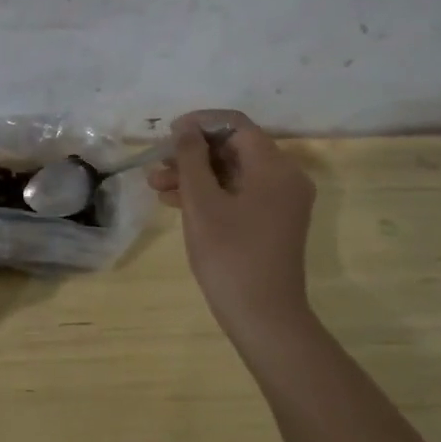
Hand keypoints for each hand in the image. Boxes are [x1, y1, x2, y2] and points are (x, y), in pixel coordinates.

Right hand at [148, 110, 318, 362]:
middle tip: (156, 165)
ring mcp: (280, 201)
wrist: (263, 317)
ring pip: (232, 172)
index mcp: (274, 167)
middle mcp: (284, 177)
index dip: (199, 124)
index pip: (236, 125)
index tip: (167, 135)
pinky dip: (209, 193)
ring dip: (195, 175)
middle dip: (192, 153)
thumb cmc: (230, 255)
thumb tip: (186, 128)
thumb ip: (191, 158)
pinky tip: (174, 202)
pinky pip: (238, 193)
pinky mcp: (271, 221)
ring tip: (155, 186)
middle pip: (234, 148)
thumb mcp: (202, 202)